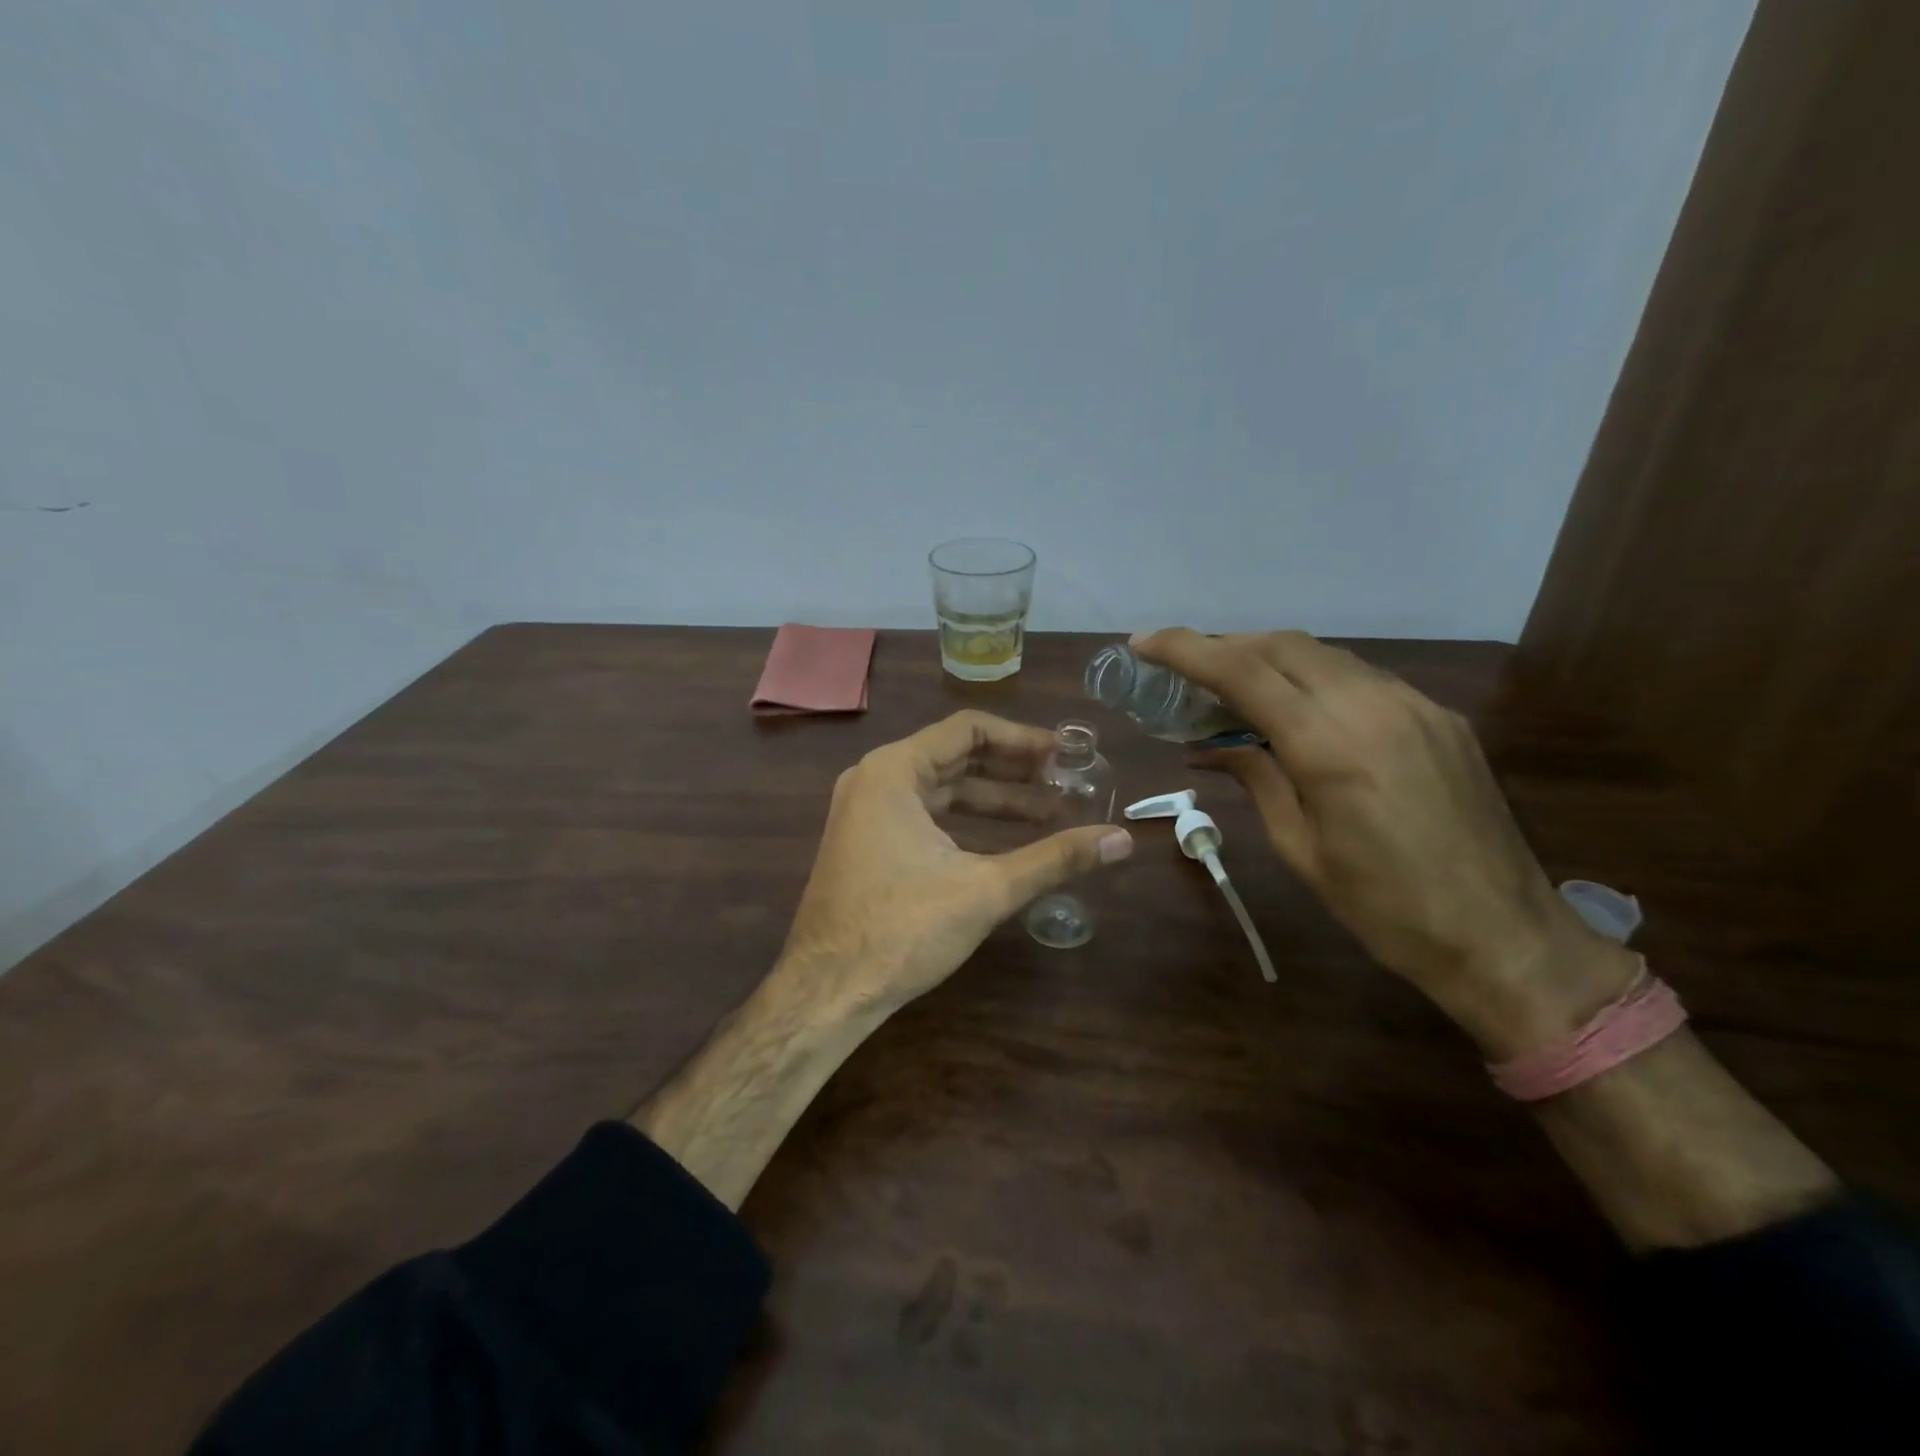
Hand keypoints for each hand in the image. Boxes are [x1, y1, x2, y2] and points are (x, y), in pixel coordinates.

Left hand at [775, 710, 1132, 1017]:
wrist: (827, 991)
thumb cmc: (902, 929)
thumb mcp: (986, 889)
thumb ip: (1055, 859)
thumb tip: (1123, 840)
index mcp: (894, 771)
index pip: (968, 730)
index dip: (1022, 739)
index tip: (1064, 755)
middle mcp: (875, 780)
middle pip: (955, 757)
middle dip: (1013, 772)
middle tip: (1065, 784)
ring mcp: (865, 812)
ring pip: (941, 790)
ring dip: (993, 801)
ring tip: (1050, 815)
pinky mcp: (866, 843)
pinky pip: (924, 815)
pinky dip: (964, 823)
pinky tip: (1005, 843)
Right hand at [1134, 629, 1630, 1054]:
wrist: (1502, 934)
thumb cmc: (1382, 907)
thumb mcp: (1299, 847)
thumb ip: (1255, 778)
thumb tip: (1208, 745)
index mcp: (1330, 745)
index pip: (1243, 671)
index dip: (1186, 649)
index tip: (1144, 643)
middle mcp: (1372, 706)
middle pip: (1281, 645)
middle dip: (1223, 646)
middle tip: (1182, 670)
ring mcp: (1413, 705)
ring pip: (1322, 654)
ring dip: (1267, 658)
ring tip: (1230, 686)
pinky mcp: (1438, 716)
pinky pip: (1359, 676)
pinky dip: (1312, 677)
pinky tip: (1295, 707)